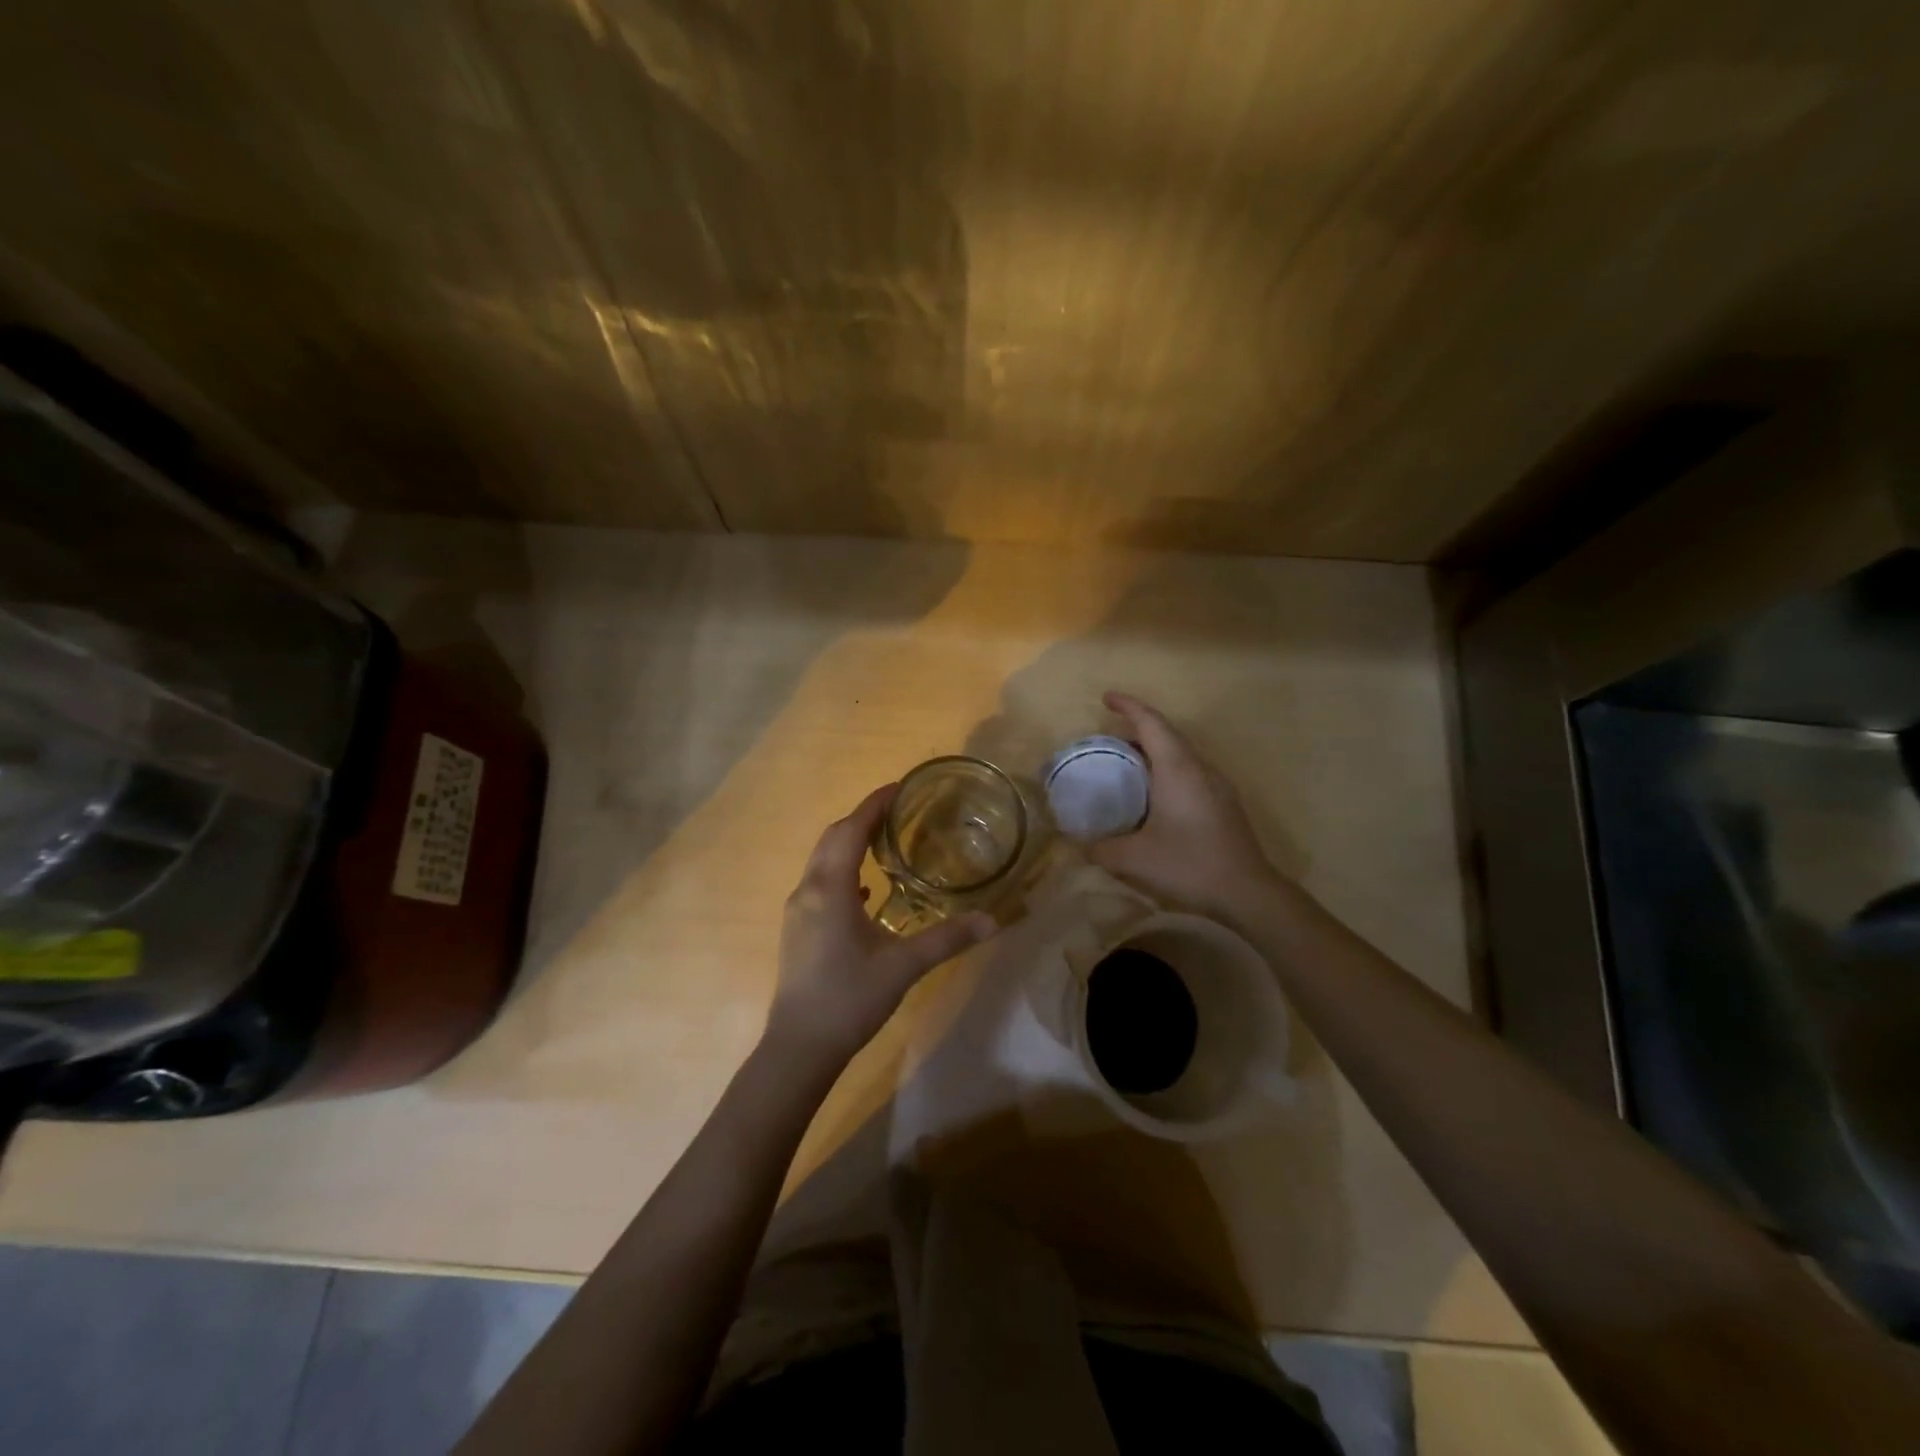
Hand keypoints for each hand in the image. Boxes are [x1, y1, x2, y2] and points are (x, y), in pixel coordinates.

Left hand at [768, 784, 995, 1068]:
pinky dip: (843, 872)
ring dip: (849, 843)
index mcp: (830, 888)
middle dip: (862, 818)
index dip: (874, 805)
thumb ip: (948, 939)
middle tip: (898, 811)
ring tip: (885, 841)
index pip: (851, 830)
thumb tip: (993, 921)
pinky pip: (820, 883)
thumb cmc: (850, 998)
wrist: (799, 1047)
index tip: (900, 787)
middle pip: (833, 838)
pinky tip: (866, 891)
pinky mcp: (797, 929)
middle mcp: (808, 890)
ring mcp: (798, 910)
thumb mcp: (904, 966)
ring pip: (823, 860)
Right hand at [1090, 691, 1279, 918]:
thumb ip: (1100, 848)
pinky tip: (1153, 797)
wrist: (1248, 893)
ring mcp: (1217, 786)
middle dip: (1138, 728)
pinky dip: (1166, 771)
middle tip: (1109, 738)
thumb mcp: (1134, 859)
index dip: (1128, 706)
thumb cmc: (1189, 864)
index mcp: (1178, 769)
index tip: (1106, 697)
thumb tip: (1079, 844)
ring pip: (1181, 755)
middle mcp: (1200, 768)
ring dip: (1154, 752)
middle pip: (1168, 735)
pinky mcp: (1224, 804)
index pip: (1151, 723)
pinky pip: (1190, 773)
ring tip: (1127, 765)